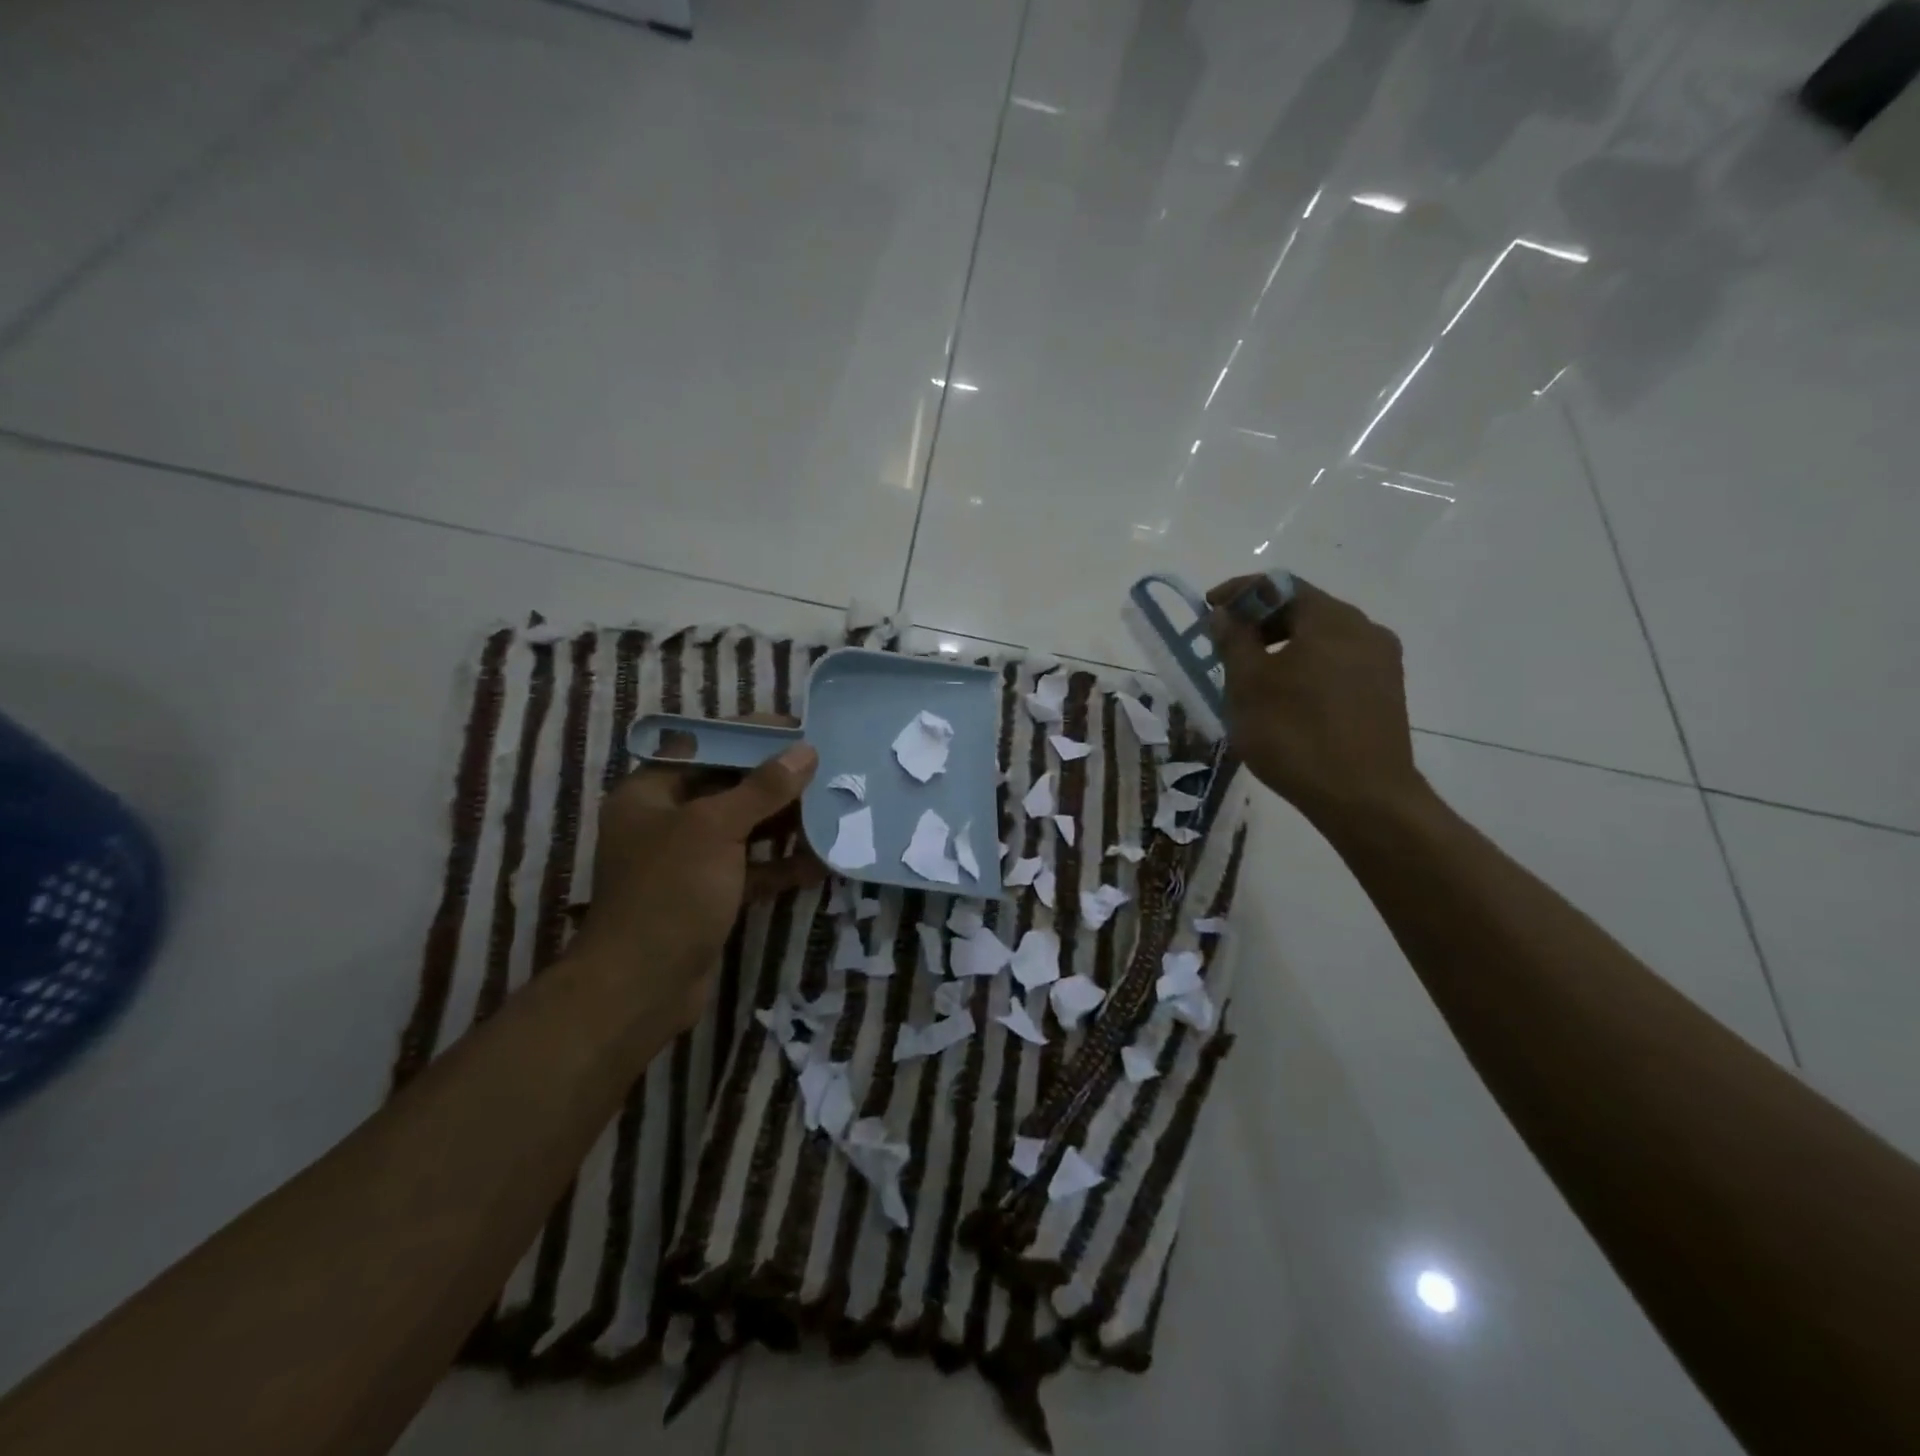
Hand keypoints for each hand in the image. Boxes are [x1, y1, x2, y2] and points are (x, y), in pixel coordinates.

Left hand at [571, 735, 820, 1031]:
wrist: (642, 988)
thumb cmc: (670, 892)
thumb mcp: (715, 829)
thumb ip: (762, 788)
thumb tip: (805, 752)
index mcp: (651, 793)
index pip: (705, 747)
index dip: (750, 736)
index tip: (798, 731)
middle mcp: (667, 821)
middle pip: (729, 787)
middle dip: (777, 781)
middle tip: (826, 769)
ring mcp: (690, 861)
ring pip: (745, 829)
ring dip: (786, 823)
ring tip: (833, 809)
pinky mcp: (710, 895)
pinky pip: (752, 868)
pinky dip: (782, 864)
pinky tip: (822, 861)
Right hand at [1207, 575, 1426, 829]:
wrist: (1363, 798)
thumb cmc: (1295, 734)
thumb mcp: (1248, 685)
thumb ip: (1233, 640)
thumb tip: (1225, 613)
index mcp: (1331, 619)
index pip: (1278, 584)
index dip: (1238, 592)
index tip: (1208, 610)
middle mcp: (1364, 629)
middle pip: (1303, 608)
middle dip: (1259, 621)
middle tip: (1225, 645)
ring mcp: (1381, 662)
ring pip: (1321, 638)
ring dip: (1282, 646)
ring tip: (1252, 675)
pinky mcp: (1385, 692)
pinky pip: (1337, 663)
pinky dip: (1306, 667)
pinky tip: (1286, 698)